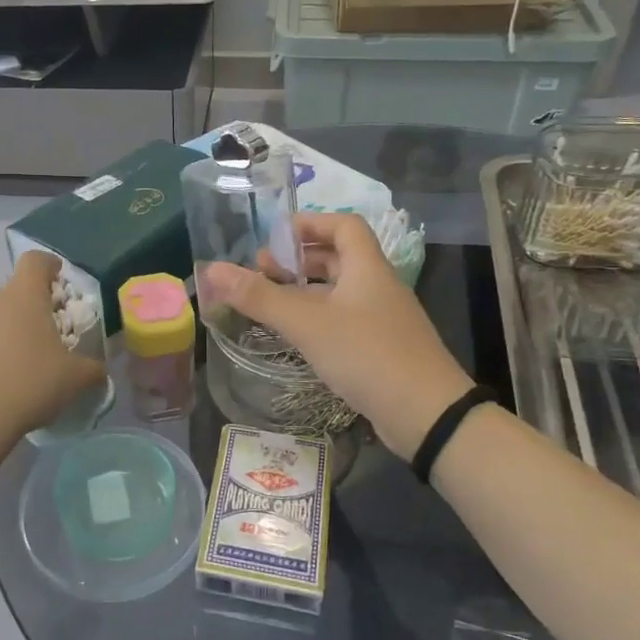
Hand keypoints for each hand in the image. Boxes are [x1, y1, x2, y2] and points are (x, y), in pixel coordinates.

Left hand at [0, 252, 105, 438]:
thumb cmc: (32, 381)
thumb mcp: (76, 378)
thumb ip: (93, 368)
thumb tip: (99, 370)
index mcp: (25, 295)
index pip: (35, 261)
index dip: (49, 265)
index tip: (59, 277)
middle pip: (14, 289)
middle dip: (31, 304)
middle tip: (47, 330)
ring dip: (10, 327)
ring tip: (24, 358)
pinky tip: (2, 378)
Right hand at [201, 213, 473, 459]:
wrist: (427, 415)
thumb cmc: (367, 354)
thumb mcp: (307, 323)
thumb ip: (259, 297)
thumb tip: (212, 270)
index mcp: (367, 268)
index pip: (343, 225)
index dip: (310, 224)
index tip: (275, 237)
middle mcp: (378, 286)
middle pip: (340, 258)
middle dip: (300, 260)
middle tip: (263, 272)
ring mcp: (383, 319)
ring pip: (341, 292)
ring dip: (307, 291)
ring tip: (272, 303)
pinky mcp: (383, 349)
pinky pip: (345, 320)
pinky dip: (319, 319)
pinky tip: (298, 337)